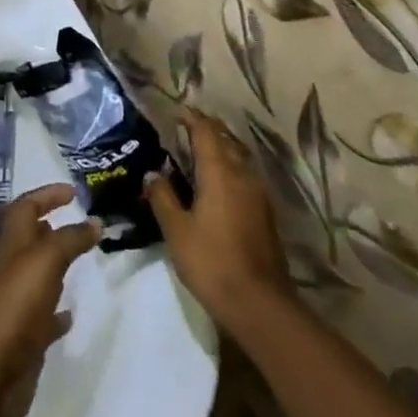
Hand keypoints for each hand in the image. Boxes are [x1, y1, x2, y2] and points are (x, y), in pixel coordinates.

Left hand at [0, 183, 100, 416]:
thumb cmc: (15, 303)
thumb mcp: (46, 259)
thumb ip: (70, 239)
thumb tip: (94, 221)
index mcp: (11, 243)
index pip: (26, 206)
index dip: (47, 195)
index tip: (73, 192)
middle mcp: (9, 268)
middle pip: (28, 239)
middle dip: (48, 228)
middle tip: (76, 224)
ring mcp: (14, 303)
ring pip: (35, 276)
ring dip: (52, 266)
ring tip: (77, 261)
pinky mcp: (22, 337)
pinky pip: (42, 317)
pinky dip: (56, 311)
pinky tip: (70, 313)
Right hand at [146, 108, 294, 331]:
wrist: (259, 304)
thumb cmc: (212, 262)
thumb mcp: (176, 230)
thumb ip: (163, 197)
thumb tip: (152, 173)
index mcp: (219, 171)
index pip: (206, 131)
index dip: (192, 118)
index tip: (178, 112)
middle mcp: (242, 174)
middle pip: (225, 140)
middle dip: (207, 130)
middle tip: (186, 129)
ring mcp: (258, 194)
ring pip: (238, 158)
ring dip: (221, 149)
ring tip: (200, 154)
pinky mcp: (265, 213)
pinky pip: (244, 176)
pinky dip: (229, 169)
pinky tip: (217, 184)